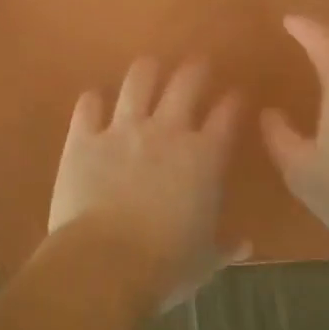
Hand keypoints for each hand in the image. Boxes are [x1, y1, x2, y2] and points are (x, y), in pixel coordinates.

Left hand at [48, 58, 244, 309]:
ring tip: (150, 65)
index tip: (236, 95)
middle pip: (186, 83)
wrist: (105, 263)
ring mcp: (123, 129)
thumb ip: (224, 247)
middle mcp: (167, 131)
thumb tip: (244, 245)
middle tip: (198, 63)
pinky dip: (92, 100)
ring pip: (138, 81)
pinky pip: (88, 107)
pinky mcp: (84, 138)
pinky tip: (94, 98)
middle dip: (195, 69)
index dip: (233, 102)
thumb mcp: (204, 261)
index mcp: (204, 158)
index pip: (226, 117)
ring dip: (146, 70)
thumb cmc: (165, 266)